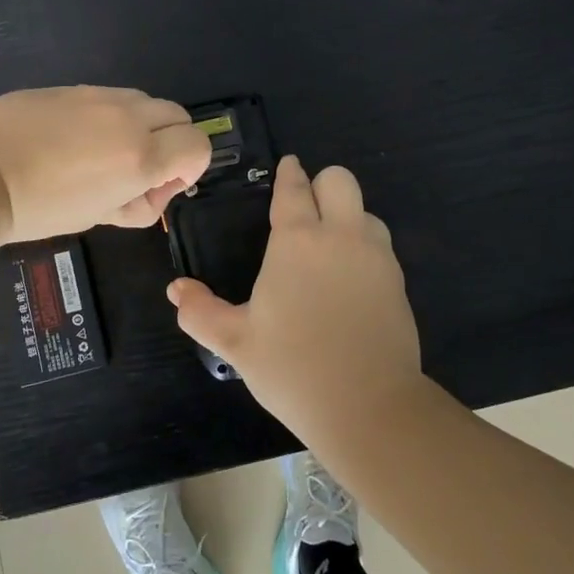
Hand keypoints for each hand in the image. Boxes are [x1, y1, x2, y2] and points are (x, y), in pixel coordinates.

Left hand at [0, 86, 213, 245]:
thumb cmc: (38, 209)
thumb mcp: (97, 217)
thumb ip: (137, 203)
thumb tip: (152, 191)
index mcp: (140, 156)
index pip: (197, 145)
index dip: (190, 168)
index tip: (162, 185)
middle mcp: (128, 117)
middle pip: (178, 115)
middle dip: (171, 142)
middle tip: (139, 170)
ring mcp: (97, 95)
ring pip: (143, 101)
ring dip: (141, 125)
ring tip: (104, 153)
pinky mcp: (69, 87)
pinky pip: (106, 97)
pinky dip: (108, 116)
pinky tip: (72, 138)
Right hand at [168, 156, 424, 441]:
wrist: (368, 406)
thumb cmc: (293, 368)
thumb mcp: (235, 342)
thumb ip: (200, 312)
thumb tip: (175, 290)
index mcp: (298, 241)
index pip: (294, 189)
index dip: (289, 174)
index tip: (288, 167)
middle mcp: (341, 236)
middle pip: (340, 180)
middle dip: (321, 184)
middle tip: (305, 209)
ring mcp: (376, 257)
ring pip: (366, 211)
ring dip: (347, 216)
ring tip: (328, 247)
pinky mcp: (398, 282)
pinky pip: (380, 245)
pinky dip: (364, 246)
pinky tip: (349, 279)